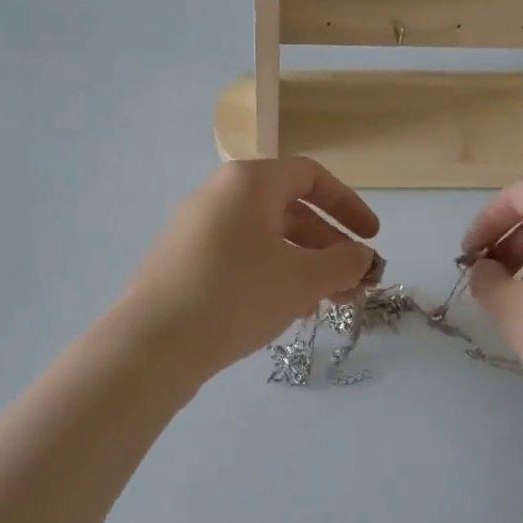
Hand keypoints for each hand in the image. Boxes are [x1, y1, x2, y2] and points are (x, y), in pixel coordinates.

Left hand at [121, 159, 380, 379]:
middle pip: (289, 211)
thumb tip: (363, 257)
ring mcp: (196, 230)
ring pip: (266, 240)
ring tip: (327, 304)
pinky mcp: (184, 263)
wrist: (151, 345)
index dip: (349, 205)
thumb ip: (343, 263)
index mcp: (248, 183)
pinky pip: (240, 259)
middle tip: (354, 284)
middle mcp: (219, 196)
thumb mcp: (301, 279)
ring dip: (304, 267)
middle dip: (329, 248)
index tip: (371, 239)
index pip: (311, 177)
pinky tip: (287, 312)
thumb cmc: (235, 296)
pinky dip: (271, 277)